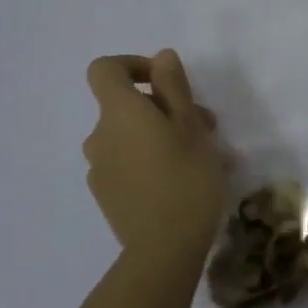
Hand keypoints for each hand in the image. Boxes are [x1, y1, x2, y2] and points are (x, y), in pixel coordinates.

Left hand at [83, 51, 227, 260]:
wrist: (164, 250)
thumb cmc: (186, 179)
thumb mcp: (191, 126)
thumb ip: (173, 87)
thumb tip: (160, 58)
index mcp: (119, 112)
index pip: (105, 70)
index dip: (133, 65)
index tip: (166, 81)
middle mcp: (100, 135)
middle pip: (126, 106)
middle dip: (165, 107)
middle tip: (207, 127)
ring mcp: (99, 168)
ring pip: (132, 137)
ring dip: (163, 136)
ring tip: (204, 158)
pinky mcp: (107, 195)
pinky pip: (129, 164)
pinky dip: (152, 162)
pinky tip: (184, 182)